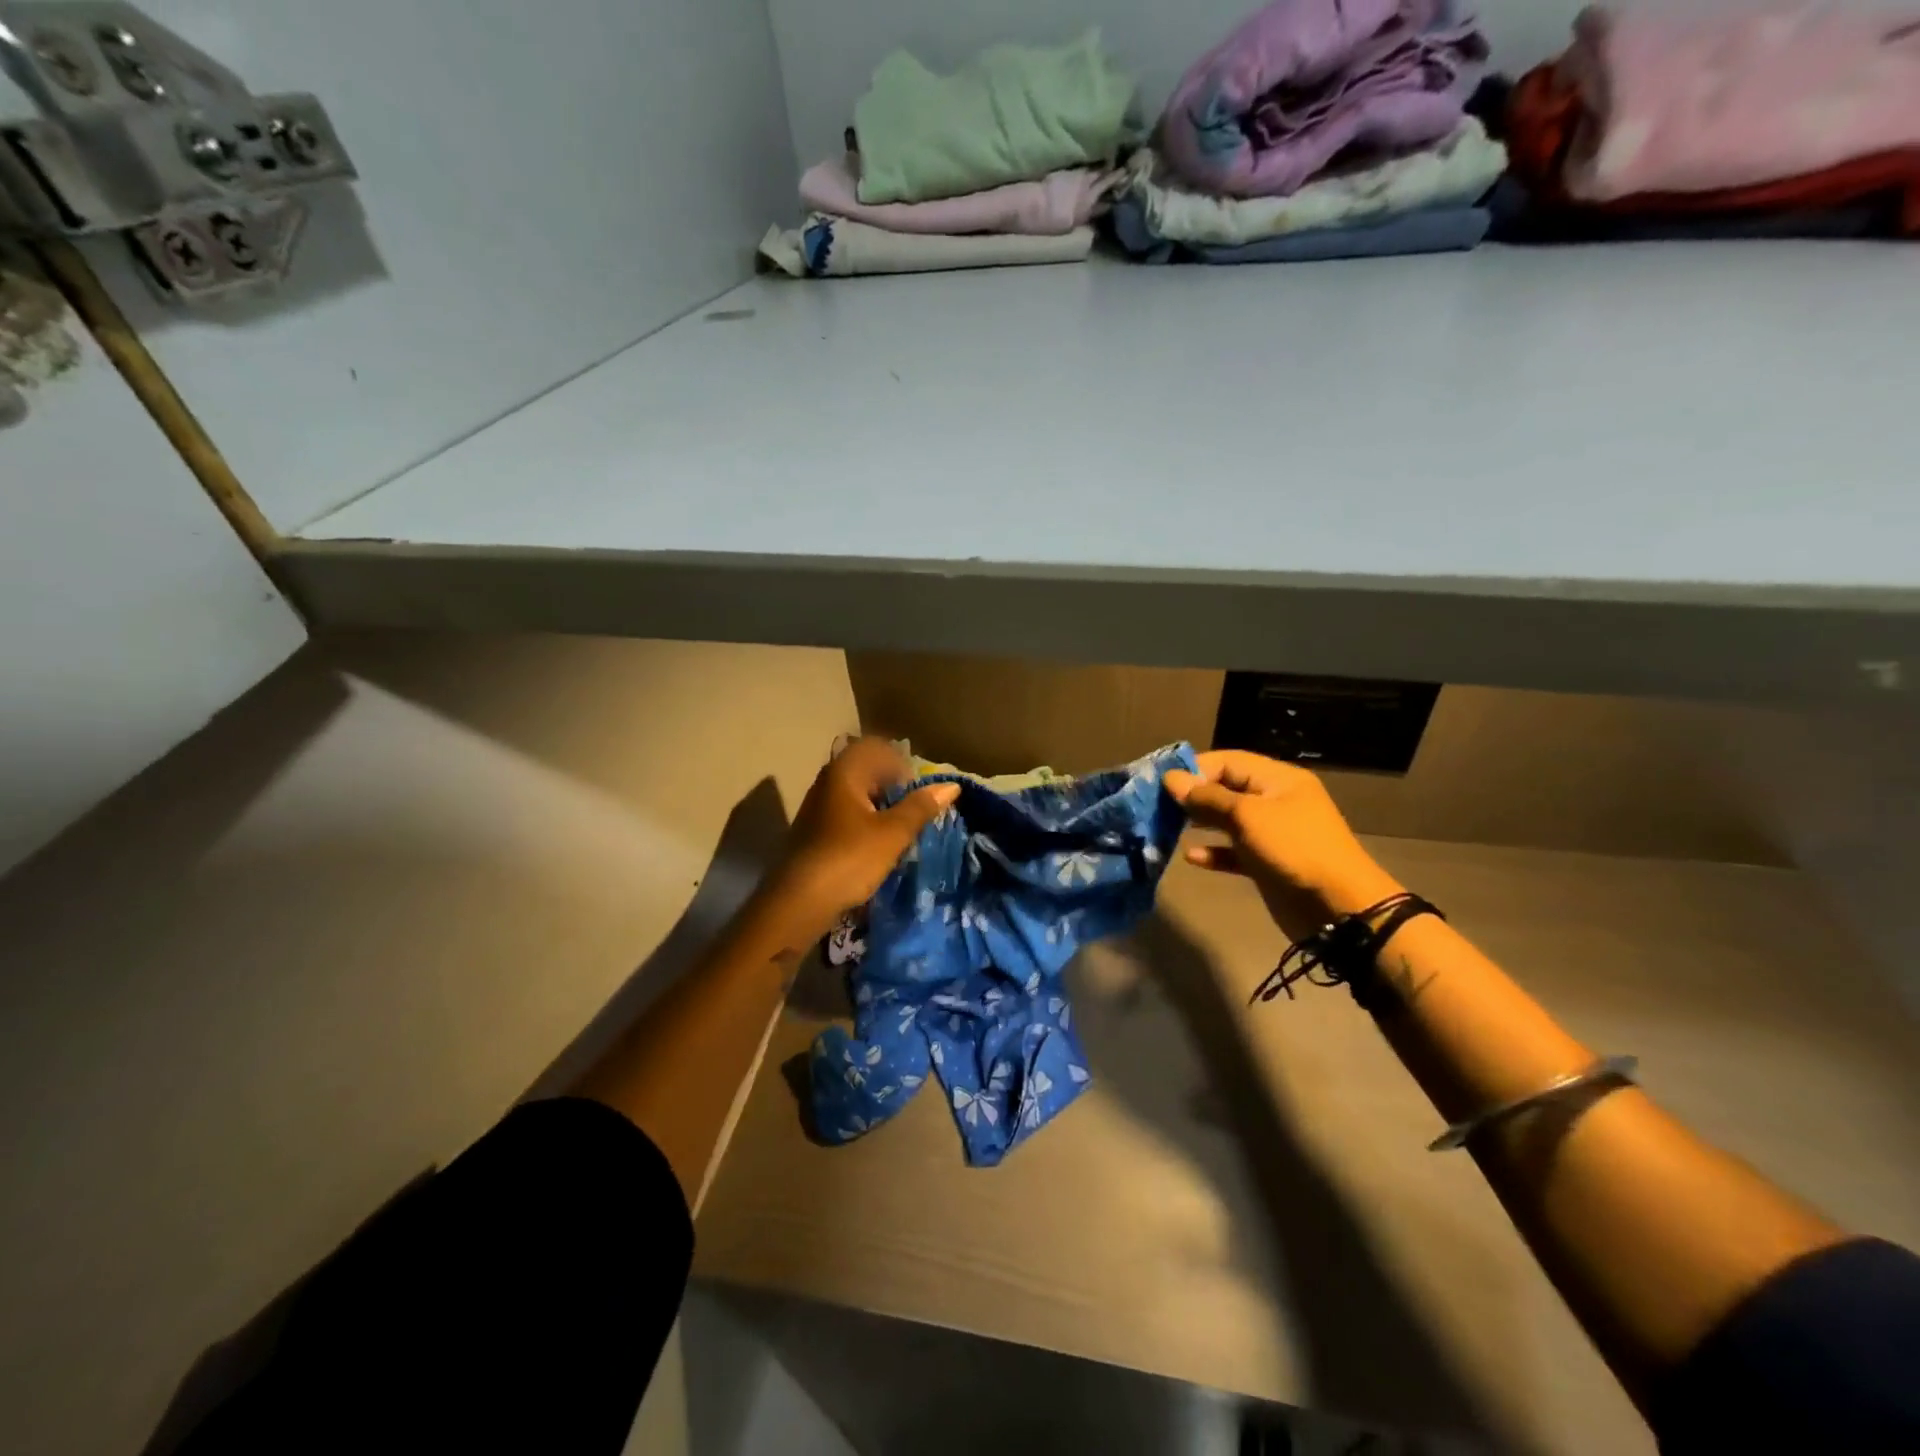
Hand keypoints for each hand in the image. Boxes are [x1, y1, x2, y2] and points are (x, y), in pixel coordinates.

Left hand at [746, 737, 959, 952]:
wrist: (799, 901)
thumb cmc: (850, 858)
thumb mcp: (893, 833)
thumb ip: (921, 807)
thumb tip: (952, 786)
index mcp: (843, 772)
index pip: (874, 747)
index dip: (899, 761)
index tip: (916, 787)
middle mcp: (826, 783)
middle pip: (863, 769)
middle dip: (891, 784)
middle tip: (913, 807)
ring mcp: (816, 808)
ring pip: (854, 794)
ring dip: (879, 805)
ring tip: (899, 827)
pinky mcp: (813, 833)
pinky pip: (844, 814)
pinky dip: (864, 821)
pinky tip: (876, 845)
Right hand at [1164, 751, 1403, 940]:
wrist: (1338, 908)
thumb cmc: (1293, 849)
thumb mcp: (1247, 816)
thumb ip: (1207, 797)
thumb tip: (1171, 778)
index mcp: (1278, 779)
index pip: (1228, 761)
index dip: (1195, 768)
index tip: (1161, 782)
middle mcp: (1275, 801)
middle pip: (1226, 789)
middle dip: (1193, 795)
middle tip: (1158, 805)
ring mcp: (1272, 833)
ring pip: (1228, 820)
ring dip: (1200, 823)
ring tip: (1167, 827)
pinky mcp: (1267, 863)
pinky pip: (1234, 851)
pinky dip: (1214, 851)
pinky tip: (1191, 857)